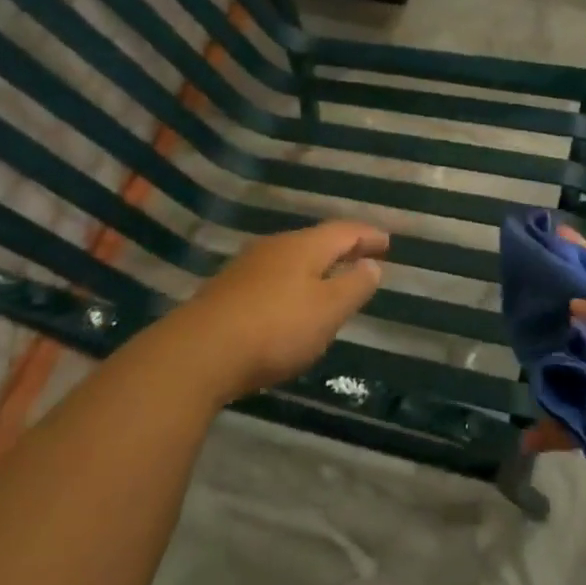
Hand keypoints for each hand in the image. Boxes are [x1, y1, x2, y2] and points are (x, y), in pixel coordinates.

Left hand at [153, 221, 387, 405]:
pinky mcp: (227, 292)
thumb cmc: (275, 329)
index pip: (344, 231)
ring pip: (291, 259)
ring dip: (315, 267)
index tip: (387, 242)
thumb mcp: (328, 310)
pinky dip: (292, 283)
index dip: (368, 235)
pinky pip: (271, 278)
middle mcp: (275, 248)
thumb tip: (372, 264)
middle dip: (341, 248)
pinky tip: (290, 302)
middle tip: (362, 257)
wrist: (198, 353)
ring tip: (330, 280)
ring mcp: (246, 268)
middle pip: (315, 241)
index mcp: (304, 246)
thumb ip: (355, 286)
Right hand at [521, 230, 585, 480]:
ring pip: (571, 376)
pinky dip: (554, 432)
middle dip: (548, 324)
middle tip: (513, 312)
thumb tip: (569, 307)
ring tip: (515, 371)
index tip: (546, 239)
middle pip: (577, 332)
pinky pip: (577, 425)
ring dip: (547, 376)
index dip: (576, 263)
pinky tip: (528, 438)